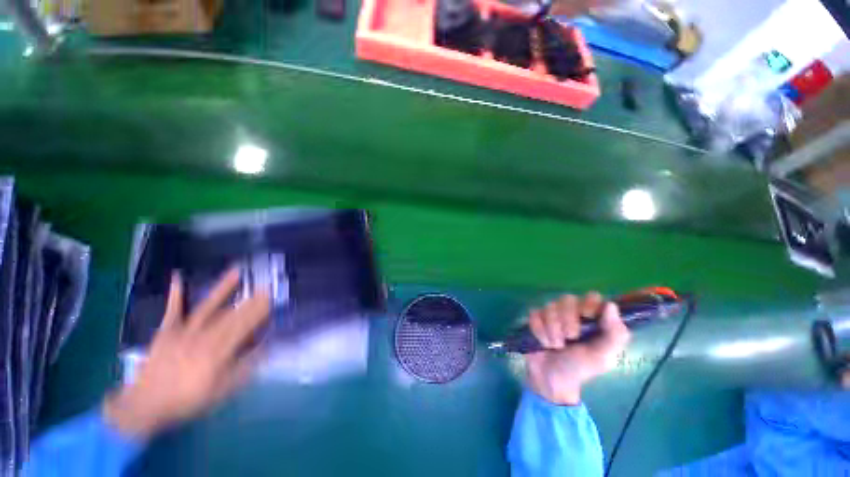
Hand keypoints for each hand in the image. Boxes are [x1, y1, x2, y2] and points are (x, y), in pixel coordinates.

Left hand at [103, 267, 270, 436]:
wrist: (145, 406)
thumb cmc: (188, 400)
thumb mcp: (222, 390)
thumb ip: (245, 367)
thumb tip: (266, 346)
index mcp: (217, 352)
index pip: (244, 327)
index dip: (259, 312)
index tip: (272, 299)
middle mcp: (203, 337)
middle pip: (231, 315)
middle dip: (251, 300)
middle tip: (265, 285)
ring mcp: (183, 331)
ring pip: (208, 307)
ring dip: (222, 289)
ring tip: (236, 271)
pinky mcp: (166, 331)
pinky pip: (173, 310)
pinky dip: (176, 294)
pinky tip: (178, 276)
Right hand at [525, 292, 629, 404]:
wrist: (552, 380)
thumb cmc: (581, 369)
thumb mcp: (603, 357)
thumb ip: (614, 335)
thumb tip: (611, 305)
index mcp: (592, 319)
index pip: (592, 297)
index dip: (588, 303)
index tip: (587, 316)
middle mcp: (571, 312)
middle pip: (568, 299)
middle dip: (568, 320)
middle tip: (570, 338)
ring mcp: (551, 314)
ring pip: (550, 306)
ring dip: (553, 329)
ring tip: (556, 346)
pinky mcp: (535, 318)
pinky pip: (535, 314)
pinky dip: (539, 330)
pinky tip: (543, 343)